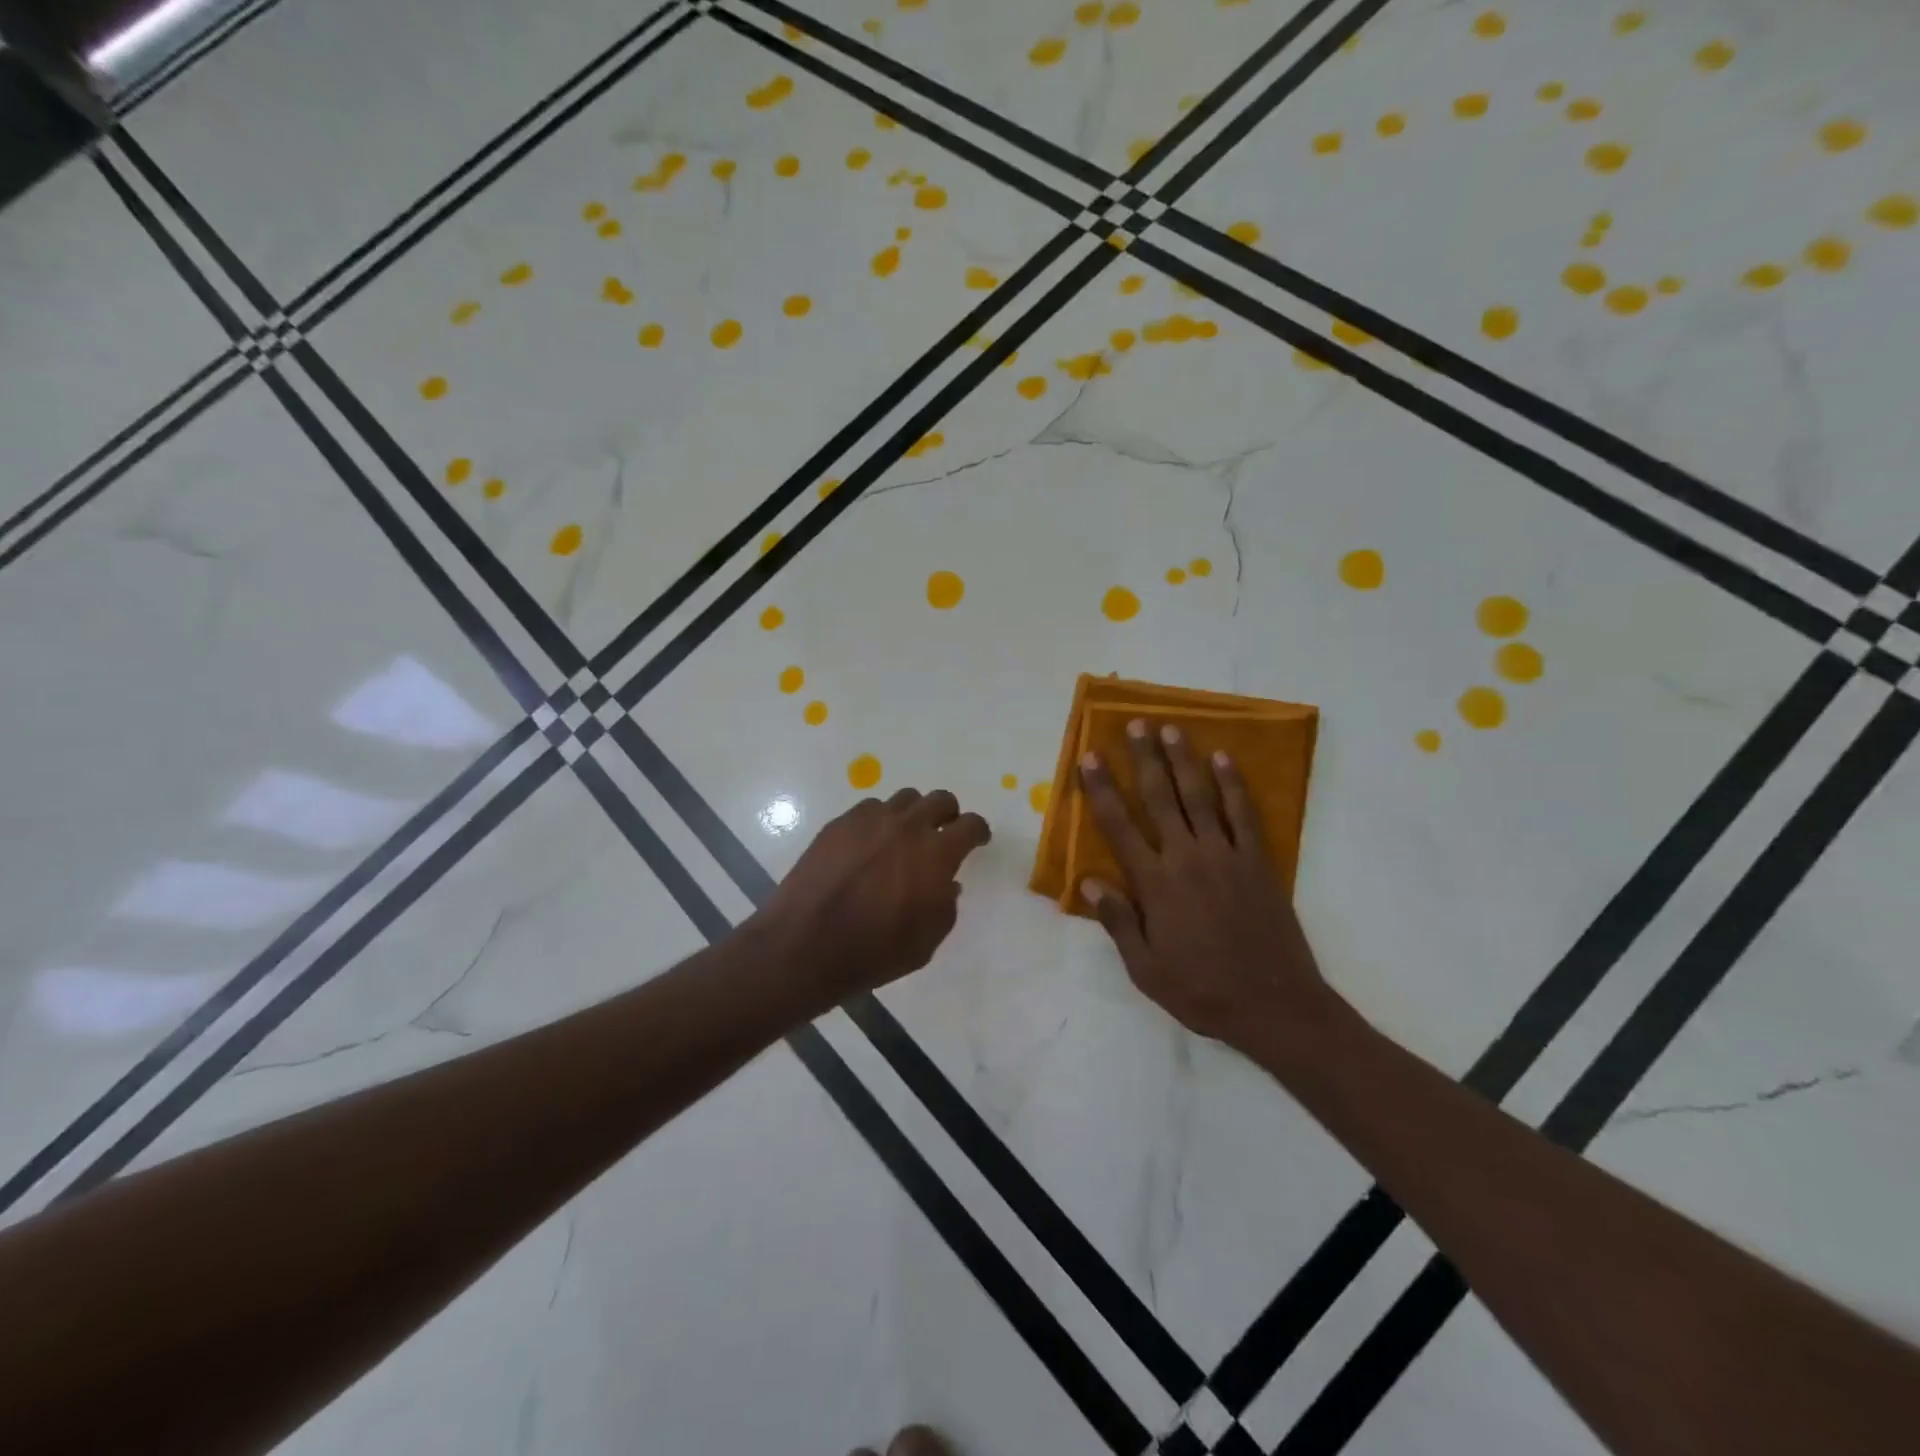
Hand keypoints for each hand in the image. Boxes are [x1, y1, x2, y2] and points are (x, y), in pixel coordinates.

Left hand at [765, 788, 991, 1004]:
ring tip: (903, 837)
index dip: (978, 831)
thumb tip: (946, 884)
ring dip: (912, 814)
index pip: (971, 825)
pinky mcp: (839, 824)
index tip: (977, 840)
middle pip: (940, 799)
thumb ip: (945, 906)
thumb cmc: (874, 951)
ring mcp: (870, 820)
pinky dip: (878, 822)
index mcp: (936, 853)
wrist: (806, 945)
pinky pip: (869, 809)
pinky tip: (868, 845)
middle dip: (948, 814)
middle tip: (943, 834)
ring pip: (904, 799)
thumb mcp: (926, 942)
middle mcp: (907, 826)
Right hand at [1078, 721, 1337, 1053]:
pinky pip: (1243, 814)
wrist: (1274, 1005)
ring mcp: (1226, 856)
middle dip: (1144, 759)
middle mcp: (1186, 858)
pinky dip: (1234, 785)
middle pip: (1159, 798)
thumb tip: (1088, 881)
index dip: (1101, 789)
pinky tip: (1225, 759)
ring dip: (1184, 760)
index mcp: (1155, 884)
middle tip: (1135, 725)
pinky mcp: (1258, 862)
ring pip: (1200, 796)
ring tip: (1172, 729)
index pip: (1118, 826)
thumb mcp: (1145, 969)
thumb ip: (1118, 921)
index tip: (1090, 759)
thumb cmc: (1202, 990)